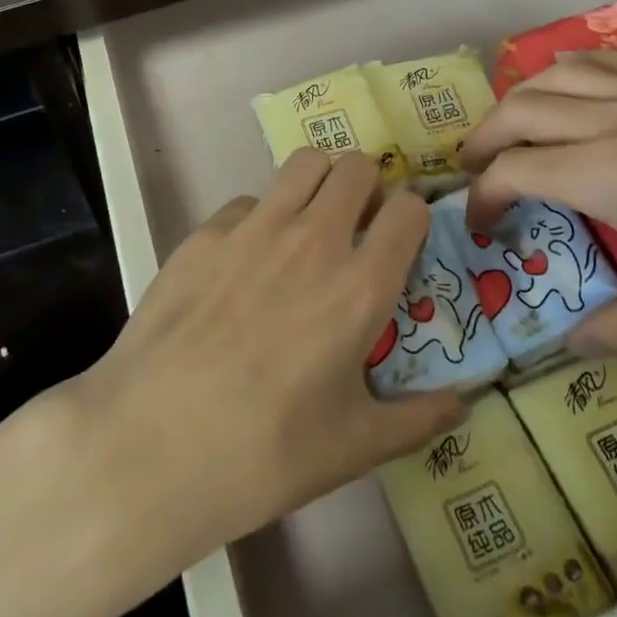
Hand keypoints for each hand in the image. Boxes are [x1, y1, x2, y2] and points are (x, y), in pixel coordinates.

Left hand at [74, 148, 465, 555]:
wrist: (151, 445)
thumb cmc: (264, 454)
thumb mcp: (354, 448)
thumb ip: (418, 418)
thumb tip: (465, 402)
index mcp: (360, 286)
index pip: (409, 210)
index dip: (412, 217)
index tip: (401, 241)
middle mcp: (314, 239)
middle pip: (357, 167)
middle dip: (367, 187)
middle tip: (356, 226)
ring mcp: (255, 228)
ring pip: (304, 162)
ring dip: (318, 183)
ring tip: (308, 222)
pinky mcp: (206, 231)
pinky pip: (248, 201)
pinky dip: (260, 217)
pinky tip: (243, 262)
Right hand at [458, 49, 616, 355]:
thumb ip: (611, 332)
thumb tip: (565, 344)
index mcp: (605, 174)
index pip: (513, 171)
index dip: (485, 200)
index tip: (485, 232)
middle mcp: (615, 118)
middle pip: (520, 108)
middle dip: (483, 139)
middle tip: (475, 173)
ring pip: (558, 73)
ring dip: (522, 99)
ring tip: (514, 130)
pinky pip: (606, 61)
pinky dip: (570, 73)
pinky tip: (577, 94)